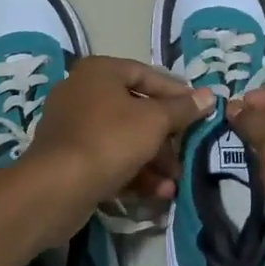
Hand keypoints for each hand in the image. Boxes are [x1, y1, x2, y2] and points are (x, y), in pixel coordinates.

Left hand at [28, 57, 214, 216]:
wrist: (56, 188)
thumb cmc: (109, 140)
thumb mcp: (154, 121)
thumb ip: (182, 109)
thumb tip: (208, 95)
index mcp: (99, 72)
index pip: (146, 74)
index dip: (176, 93)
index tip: (200, 111)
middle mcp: (82, 92)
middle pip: (136, 109)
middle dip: (166, 136)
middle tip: (188, 152)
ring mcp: (72, 126)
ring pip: (123, 137)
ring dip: (153, 160)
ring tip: (174, 182)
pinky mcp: (69, 157)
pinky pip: (108, 157)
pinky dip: (133, 172)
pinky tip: (157, 193)